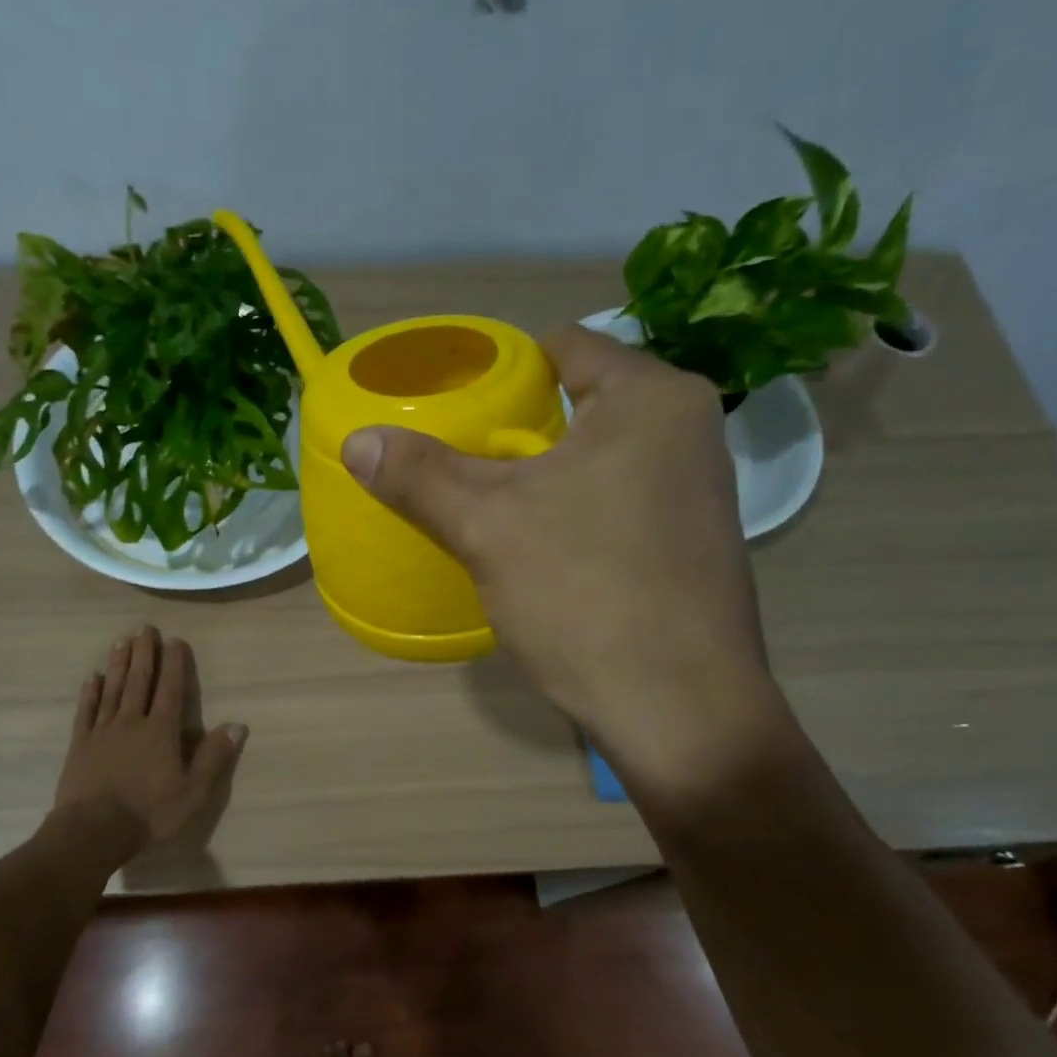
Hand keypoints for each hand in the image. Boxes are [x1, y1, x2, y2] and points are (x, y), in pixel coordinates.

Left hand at [52, 626, 246, 846]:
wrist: (93, 830)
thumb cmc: (149, 812)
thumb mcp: (193, 791)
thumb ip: (214, 757)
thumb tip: (238, 725)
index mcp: (161, 731)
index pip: (170, 689)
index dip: (173, 664)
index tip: (174, 640)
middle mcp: (131, 722)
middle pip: (138, 681)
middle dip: (143, 653)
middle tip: (144, 628)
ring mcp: (103, 731)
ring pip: (111, 689)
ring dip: (117, 664)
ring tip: (120, 641)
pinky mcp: (81, 744)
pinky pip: (86, 711)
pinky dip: (90, 692)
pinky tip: (91, 678)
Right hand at [340, 324, 781, 793]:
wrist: (679, 710)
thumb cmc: (586, 595)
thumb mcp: (488, 527)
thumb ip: (420, 475)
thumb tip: (357, 440)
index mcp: (652, 398)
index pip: (564, 346)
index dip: (501, 369)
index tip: (453, 403)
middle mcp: (690, 430)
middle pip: (581, 403)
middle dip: (517, 429)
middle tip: (456, 458)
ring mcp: (698, 491)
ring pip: (598, 458)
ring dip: (543, 475)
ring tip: (486, 502)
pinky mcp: (691, 543)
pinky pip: (617, 501)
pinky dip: (574, 510)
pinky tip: (539, 548)